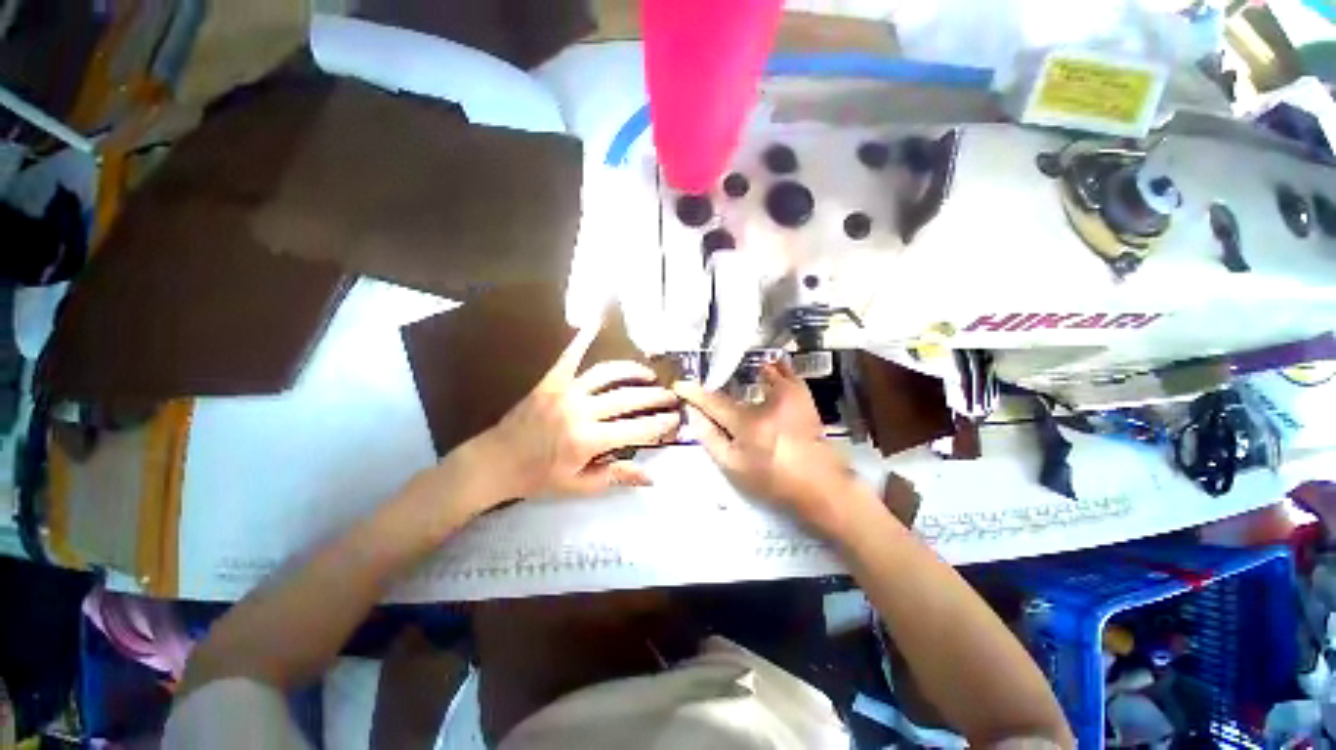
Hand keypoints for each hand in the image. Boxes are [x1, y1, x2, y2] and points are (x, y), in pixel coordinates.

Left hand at [473, 325, 681, 499]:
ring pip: (607, 375)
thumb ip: (616, 477)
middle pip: (628, 398)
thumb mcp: (579, 485)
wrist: (495, 462)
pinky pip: (570, 356)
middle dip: (655, 397)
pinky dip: (584, 338)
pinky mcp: (551, 381)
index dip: (661, 424)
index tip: (676, 419)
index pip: (637, 429)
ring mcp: (566, 392)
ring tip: (648, 375)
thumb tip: (651, 478)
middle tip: (671, 396)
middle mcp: (581, 411)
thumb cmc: (538, 478)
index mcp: (589, 440)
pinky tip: (597, 322)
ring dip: (632, 371)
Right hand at [673, 359, 863, 537]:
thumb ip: (710, 438)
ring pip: (759, 371)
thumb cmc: (772, 479)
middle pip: (733, 385)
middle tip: (705, 381)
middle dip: (716, 381)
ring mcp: (788, 394)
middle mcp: (766, 401)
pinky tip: (764, 369)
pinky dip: (772, 368)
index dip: (694, 393)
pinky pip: (783, 371)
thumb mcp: (734, 466)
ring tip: (732, 372)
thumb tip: (693, 414)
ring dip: (743, 371)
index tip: (680, 384)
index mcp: (747, 422)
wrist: (819, 483)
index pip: (713, 402)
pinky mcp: (803, 394)